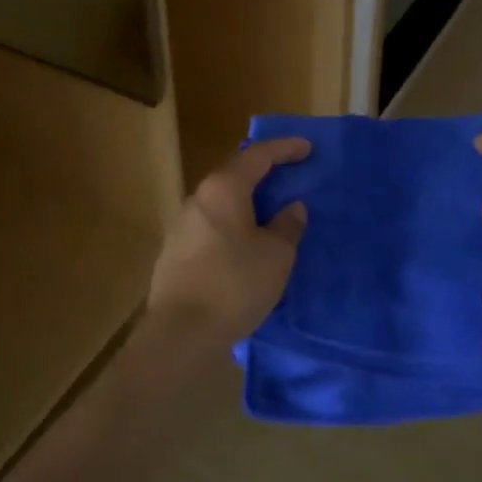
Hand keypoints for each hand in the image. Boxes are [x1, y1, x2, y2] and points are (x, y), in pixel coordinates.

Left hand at [147, 138, 310, 345]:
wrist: (180, 333)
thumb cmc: (234, 285)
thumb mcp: (276, 256)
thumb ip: (287, 226)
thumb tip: (292, 208)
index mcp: (224, 189)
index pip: (258, 155)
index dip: (285, 149)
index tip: (307, 148)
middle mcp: (198, 198)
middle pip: (235, 175)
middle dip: (263, 173)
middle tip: (289, 177)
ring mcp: (181, 224)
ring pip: (221, 202)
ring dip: (246, 202)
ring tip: (269, 214)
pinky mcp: (174, 252)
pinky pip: (211, 226)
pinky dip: (232, 225)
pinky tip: (244, 245)